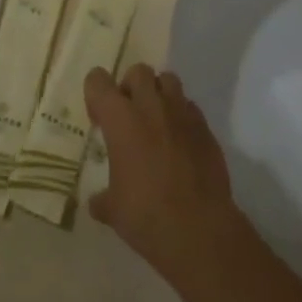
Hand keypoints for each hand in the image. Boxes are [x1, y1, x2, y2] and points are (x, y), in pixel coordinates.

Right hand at [84, 64, 242, 282]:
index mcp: (120, 118)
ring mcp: (182, 114)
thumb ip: (103, 198)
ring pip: (168, 81)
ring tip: (156, 122)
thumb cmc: (146, 214)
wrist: (200, 230)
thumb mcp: (114, 210)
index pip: (98, 80)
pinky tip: (180, 143)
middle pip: (138, 71)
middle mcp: (150, 106)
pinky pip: (190, 108)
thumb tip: (97, 203)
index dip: (95, 94)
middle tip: (129, 115)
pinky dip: (182, 117)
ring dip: (159, 94)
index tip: (99, 118)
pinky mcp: (206, 129)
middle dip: (131, 87)